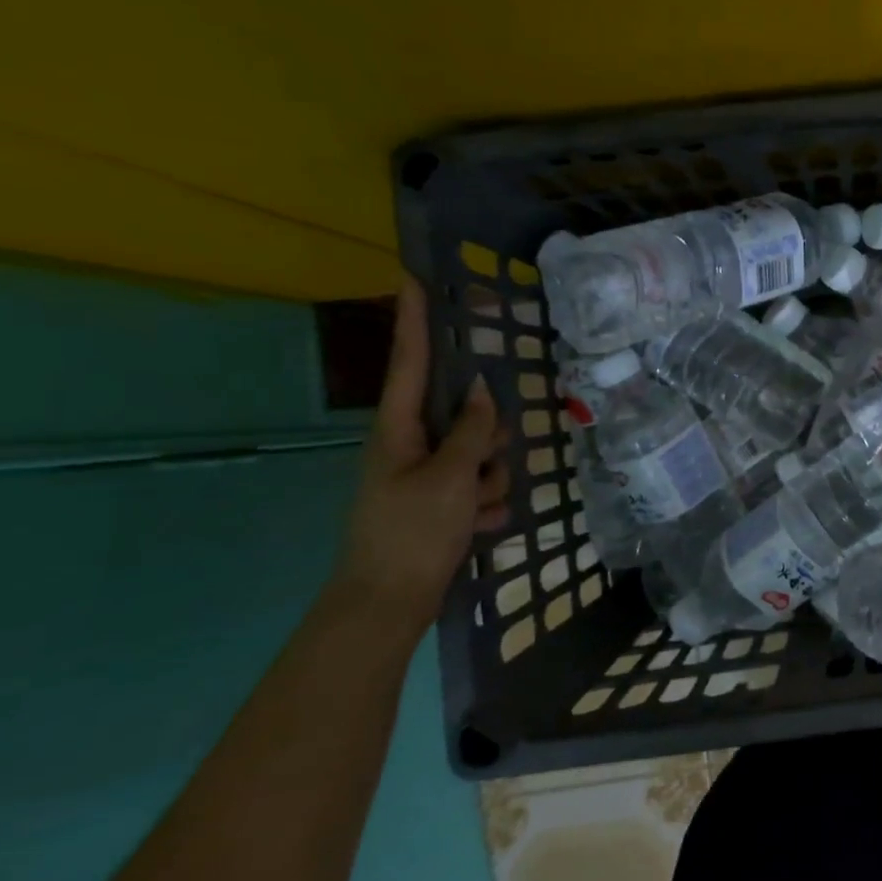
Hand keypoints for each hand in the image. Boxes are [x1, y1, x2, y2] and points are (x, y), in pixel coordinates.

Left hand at [331, 278, 509, 629]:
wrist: (389, 604)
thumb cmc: (412, 533)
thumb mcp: (450, 479)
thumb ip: (474, 432)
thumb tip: (488, 391)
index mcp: (399, 430)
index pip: (411, 362)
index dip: (416, 320)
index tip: (414, 276)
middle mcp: (412, 445)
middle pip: (467, 415)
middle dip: (489, 439)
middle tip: (487, 464)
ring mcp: (428, 475)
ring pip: (483, 454)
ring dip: (492, 480)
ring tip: (476, 511)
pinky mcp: (442, 502)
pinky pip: (482, 486)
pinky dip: (486, 506)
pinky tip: (476, 529)